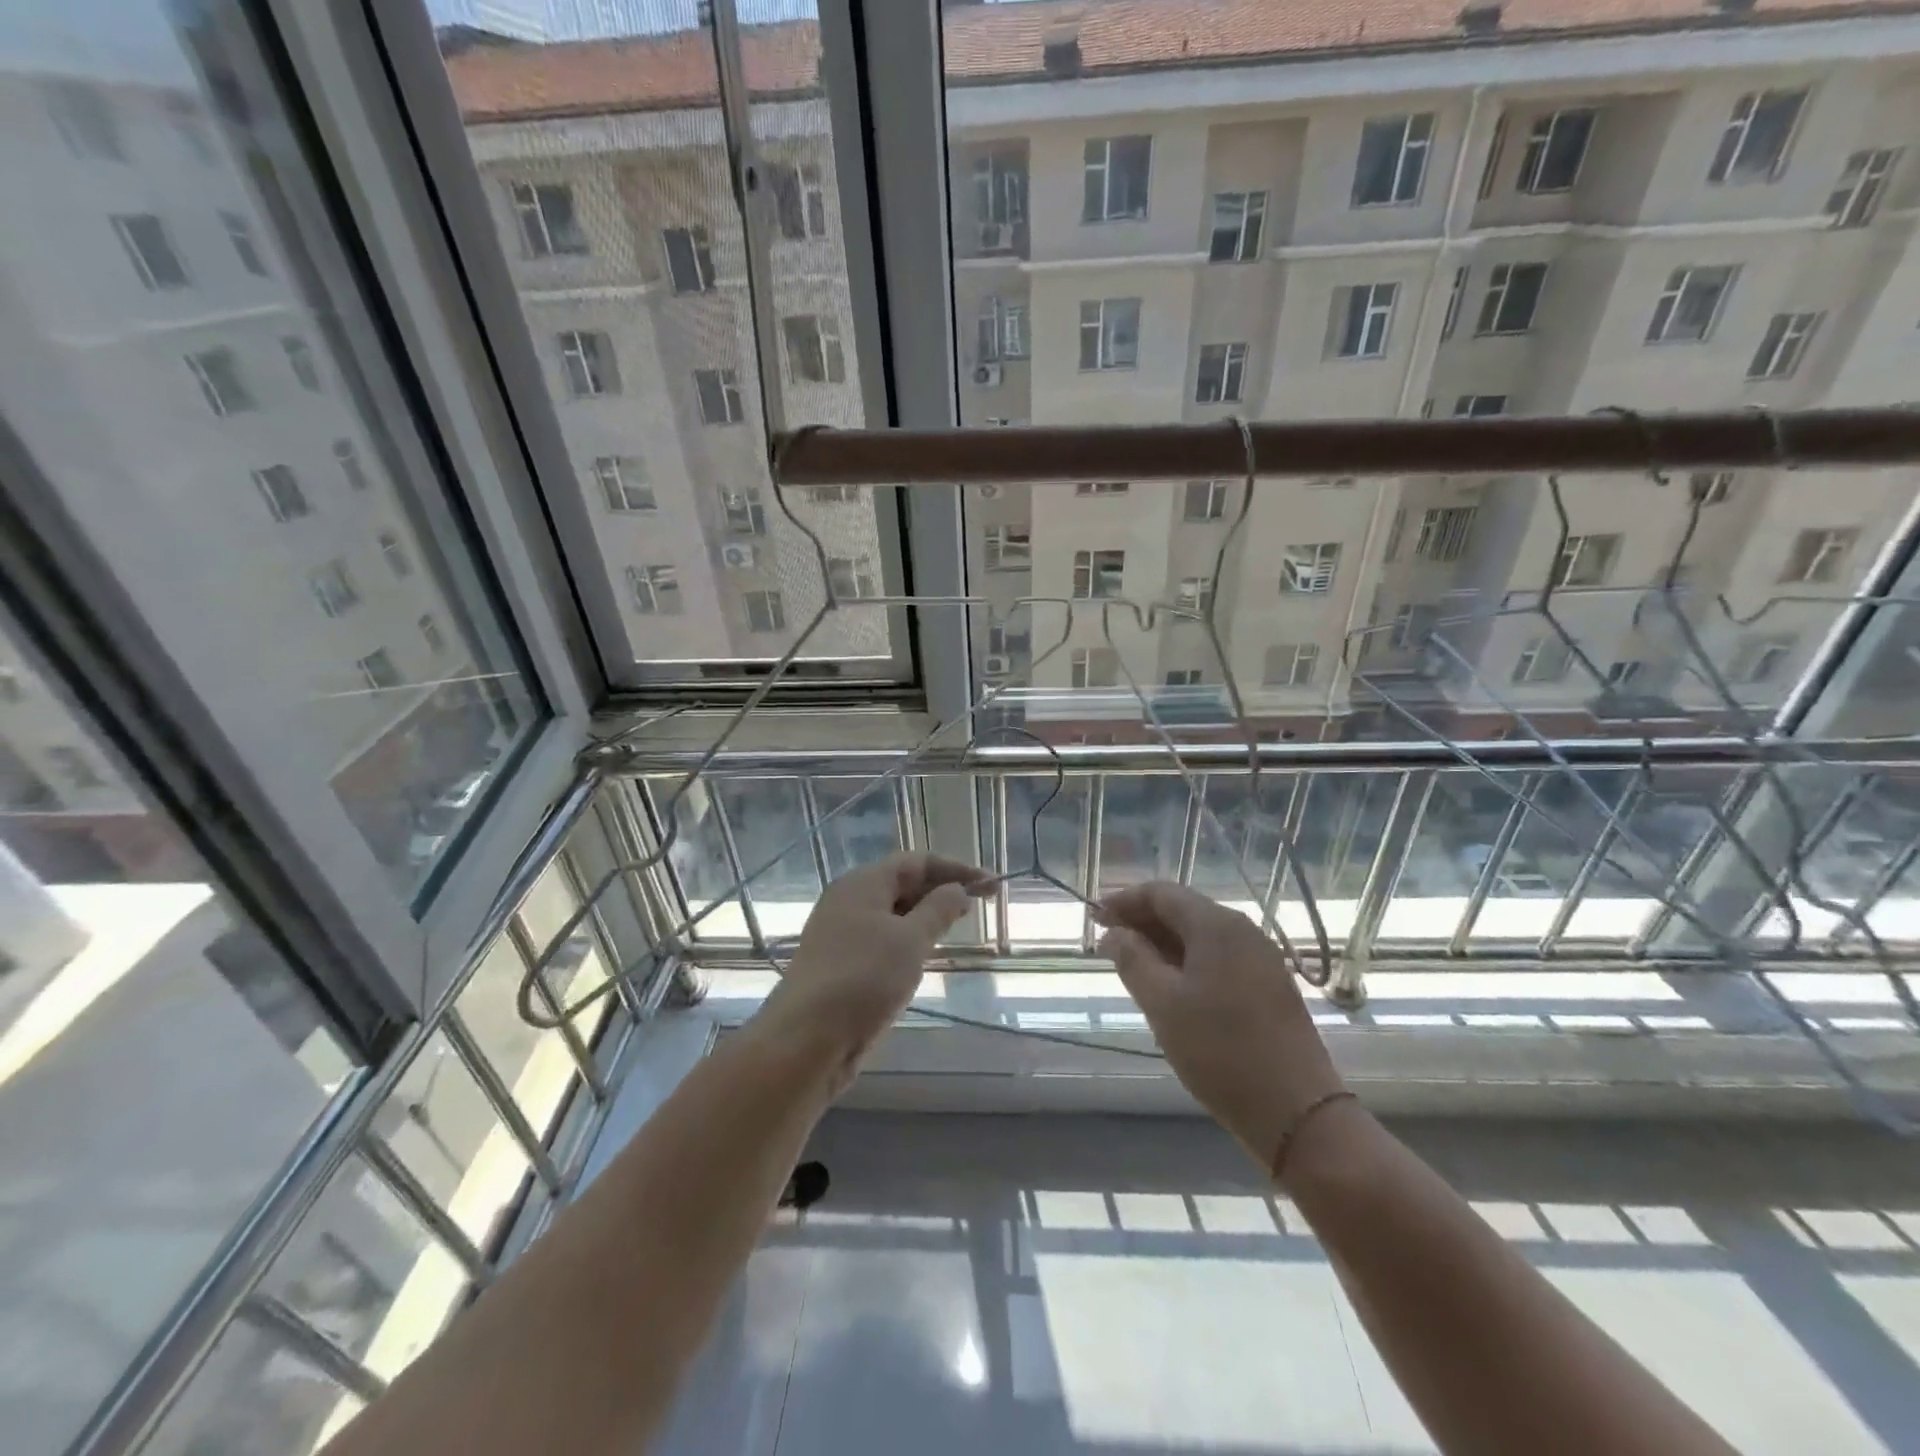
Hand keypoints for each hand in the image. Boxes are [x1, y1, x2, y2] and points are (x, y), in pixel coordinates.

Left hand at [759, 853, 991, 1089]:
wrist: (806, 1041)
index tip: (992, 884)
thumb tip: (958, 889)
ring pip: (892, 914)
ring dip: (925, 916)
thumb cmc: (863, 979)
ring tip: (957, 926)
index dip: (957, 869)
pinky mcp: (841, 965)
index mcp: (863, 883)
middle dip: (942, 890)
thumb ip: (938, 910)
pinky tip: (924, 956)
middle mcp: (849, 901)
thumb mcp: (910, 940)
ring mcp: (841, 933)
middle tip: (981, 905)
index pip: (917, 861)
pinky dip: (907, 941)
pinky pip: (881, 940)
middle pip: (903, 884)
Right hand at [1097, 882, 1344, 1170]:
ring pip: (1201, 936)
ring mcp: (1262, 958)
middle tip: (1107, 943)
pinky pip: (1219, 958)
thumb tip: (1113, 933)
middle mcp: (1243, 931)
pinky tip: (1171, 987)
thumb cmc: (1220, 1052)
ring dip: (1164, 943)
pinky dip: (1188, 962)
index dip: (1124, 901)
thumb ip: (1132, 959)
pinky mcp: (1270, 986)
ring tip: (1132, 966)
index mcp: (1217, 925)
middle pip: (1183, 910)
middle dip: (1142, 922)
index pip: (1161, 893)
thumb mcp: (1162, 1004)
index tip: (1094, 919)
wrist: (1298, 1113)